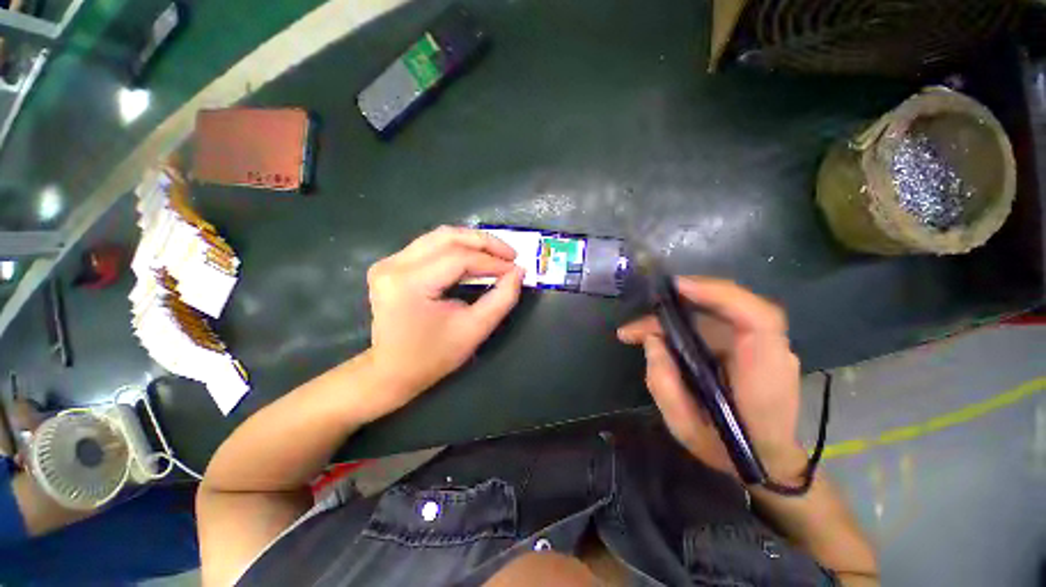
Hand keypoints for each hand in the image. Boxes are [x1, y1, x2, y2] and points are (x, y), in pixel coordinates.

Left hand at [365, 226, 523, 410]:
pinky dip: (457, 247)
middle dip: (484, 242)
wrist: (392, 371)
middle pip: (447, 237)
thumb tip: (518, 272)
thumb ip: (501, 299)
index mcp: (409, 284)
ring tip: (497, 254)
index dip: (492, 261)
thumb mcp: (474, 330)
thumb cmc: (433, 356)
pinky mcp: (391, 264)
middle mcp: (393, 266)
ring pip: (439, 237)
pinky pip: (430, 245)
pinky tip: (475, 257)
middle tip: (510, 254)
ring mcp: (388, 262)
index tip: (516, 268)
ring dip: (472, 242)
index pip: (458, 259)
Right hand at [617, 277, 807, 482]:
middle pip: (727, 306)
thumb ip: (664, 382)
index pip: (755, 318)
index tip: (676, 288)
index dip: (717, 294)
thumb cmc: (727, 449)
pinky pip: (715, 323)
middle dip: (676, 306)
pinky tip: (660, 334)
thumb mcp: (685, 427)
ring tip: (637, 332)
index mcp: (762, 372)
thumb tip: (652, 341)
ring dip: (674, 316)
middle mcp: (767, 350)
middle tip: (635, 325)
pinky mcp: (749, 346)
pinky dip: (684, 322)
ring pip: (715, 313)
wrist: (766, 462)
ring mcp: (761, 345)